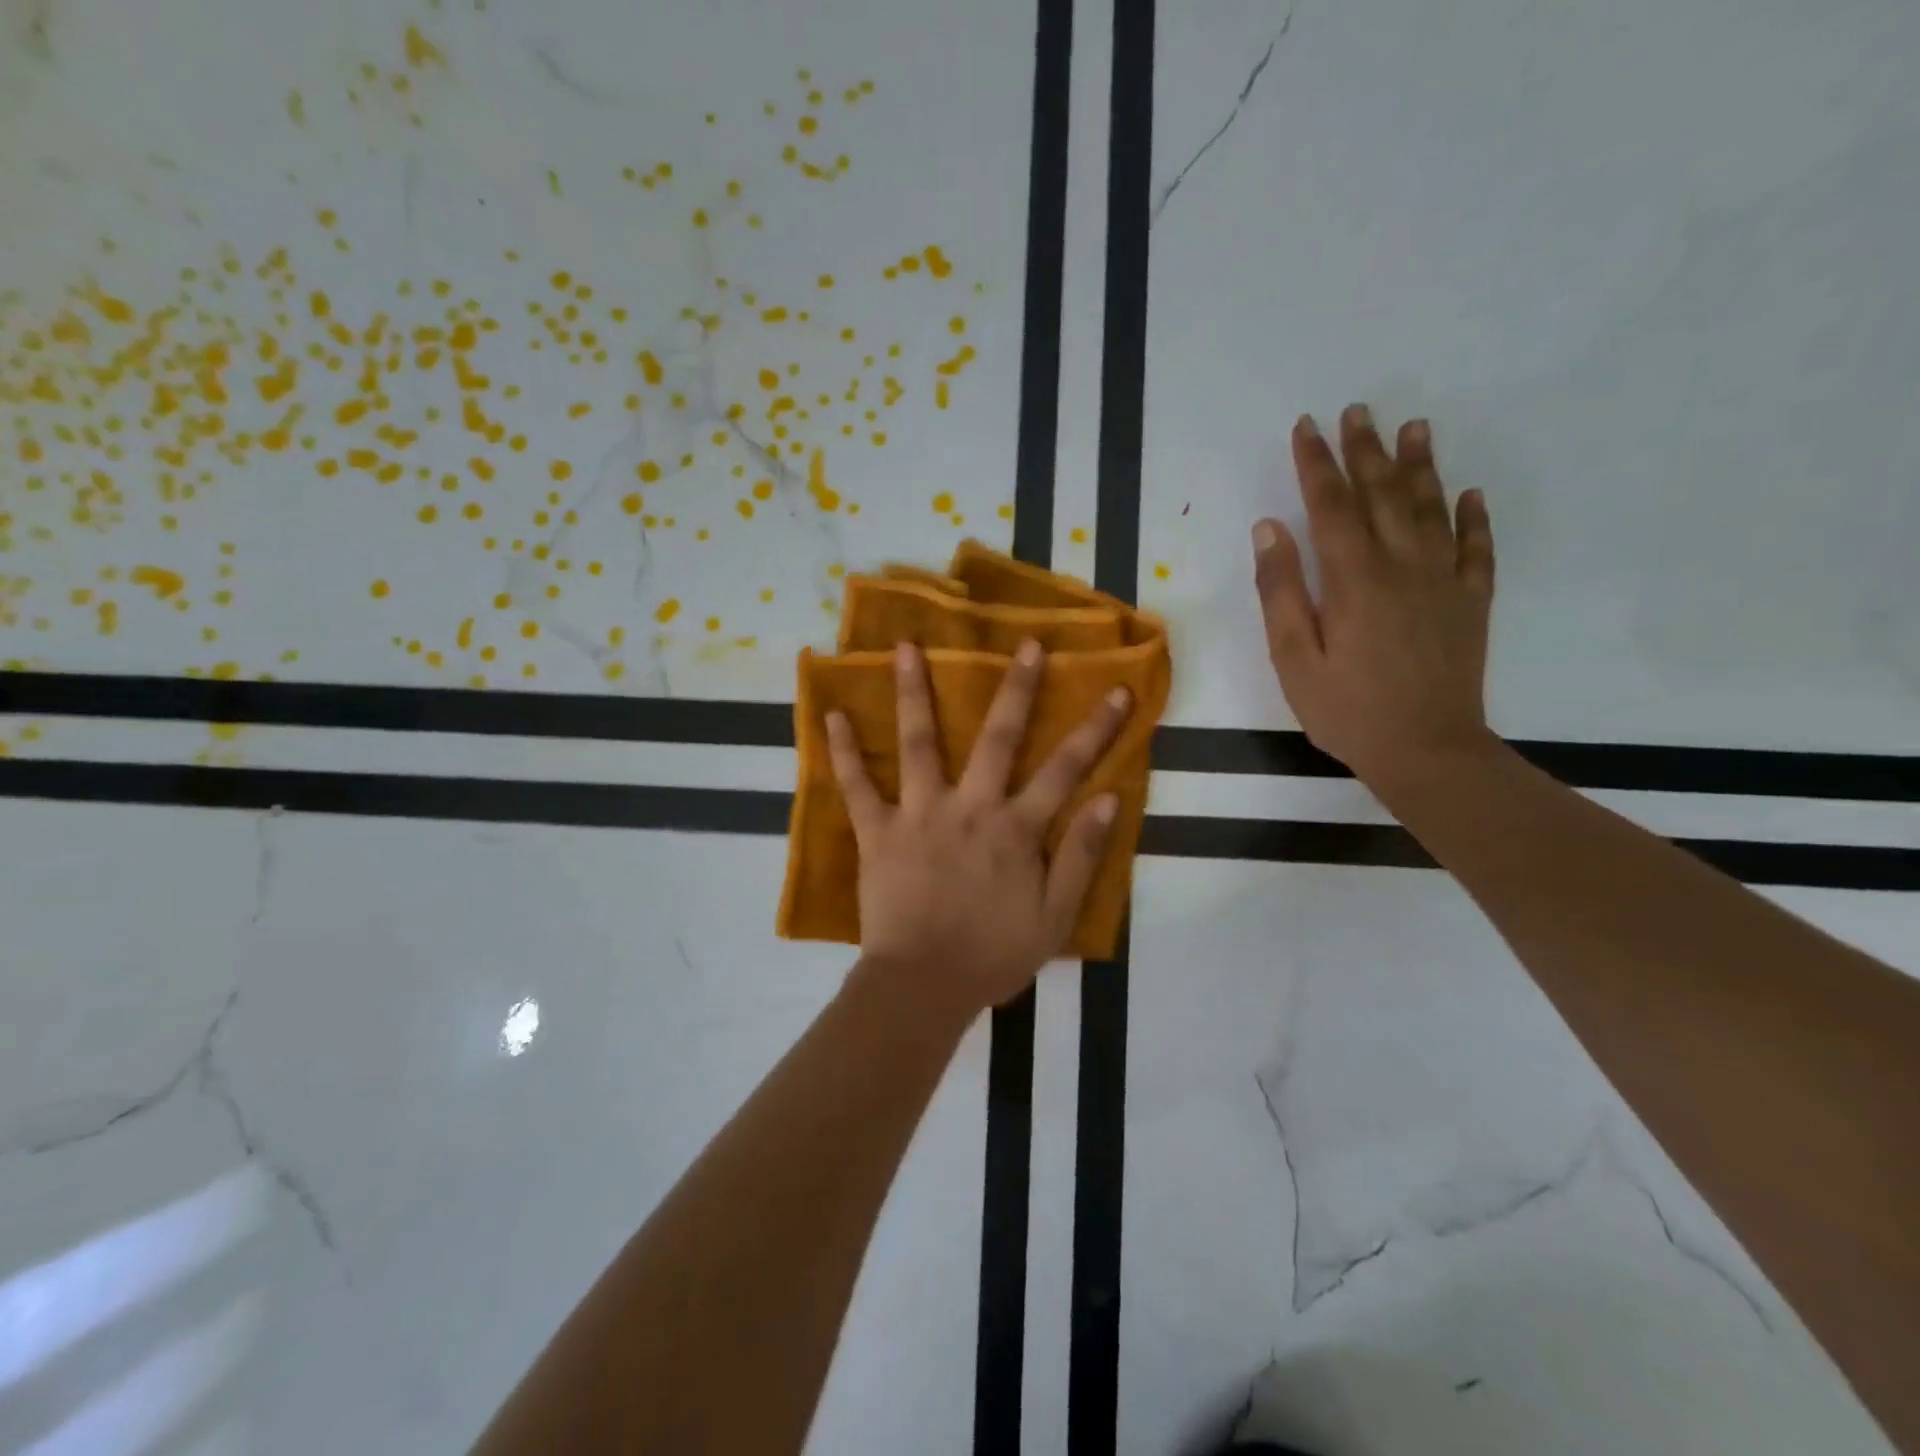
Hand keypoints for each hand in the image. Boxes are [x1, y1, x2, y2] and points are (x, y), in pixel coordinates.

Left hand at [826, 640, 1128, 1013]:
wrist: (924, 985)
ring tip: (906, 646)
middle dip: (1016, 688)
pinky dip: (843, 751)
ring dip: (913, 692)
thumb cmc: (993, 955)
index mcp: (1016, 828)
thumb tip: (1109, 799)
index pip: (1066, 769)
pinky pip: (857, 786)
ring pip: (919, 743)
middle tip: (1024, 643)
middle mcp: (970, 806)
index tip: (1117, 691)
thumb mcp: (1055, 916)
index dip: (1096, 730)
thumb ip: (1081, 856)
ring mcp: (919, 814)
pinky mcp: (878, 832)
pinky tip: (831, 714)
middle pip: (997, 737)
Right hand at [1251, 405, 1497, 798]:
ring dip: (1420, 466)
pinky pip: (1477, 549)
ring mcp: (1444, 582)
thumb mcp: (1292, 658)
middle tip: (1359, 410)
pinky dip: (1473, 518)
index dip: (1317, 464)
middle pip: (1383, 496)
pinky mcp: (1471, 603)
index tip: (1307, 427)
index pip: (1331, 506)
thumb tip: (1269, 529)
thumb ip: (1280, 591)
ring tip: (1414, 428)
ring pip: (1432, 509)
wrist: (1427, 751)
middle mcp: (1403, 567)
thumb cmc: (1346, 710)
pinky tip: (1469, 494)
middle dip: (1366, 451)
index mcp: (1353, 580)